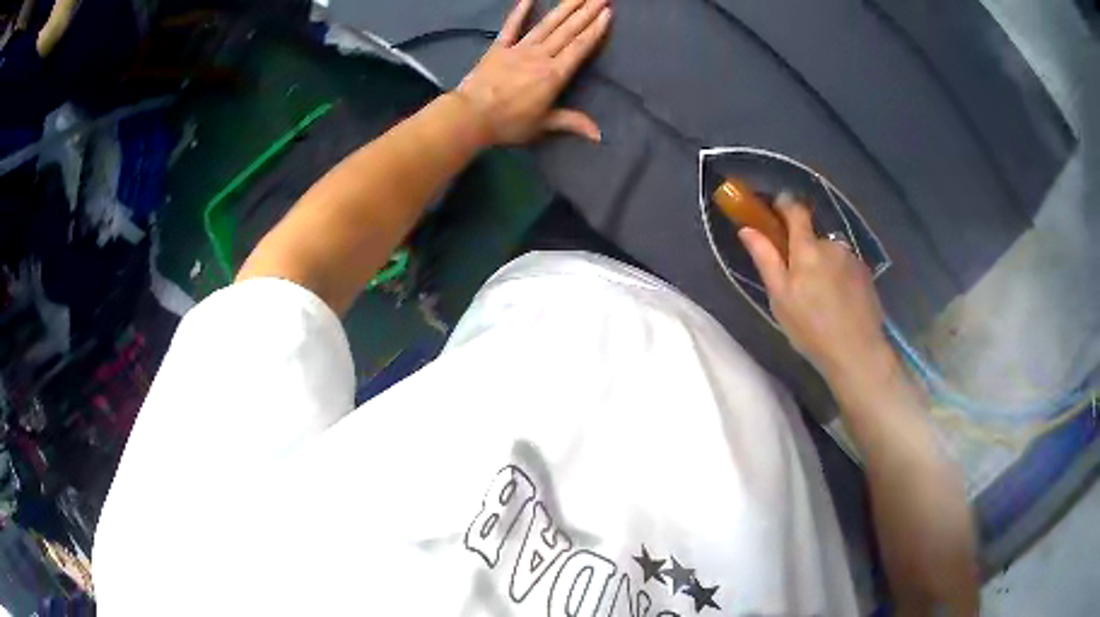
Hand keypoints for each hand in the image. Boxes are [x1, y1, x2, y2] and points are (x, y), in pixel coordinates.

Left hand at [455, 0, 611, 145]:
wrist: (470, 116)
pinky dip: (520, 11)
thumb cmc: (508, 124)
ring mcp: (519, 49)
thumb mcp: (542, 126)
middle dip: (587, 12)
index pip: (580, 47)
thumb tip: (599, 135)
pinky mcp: (498, 47)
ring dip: (565, 8)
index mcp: (554, 75)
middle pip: (568, 31)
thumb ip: (571, 123)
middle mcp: (540, 56)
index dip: (596, 29)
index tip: (607, 13)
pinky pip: (511, 26)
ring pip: (547, 24)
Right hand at [738, 194, 890, 379]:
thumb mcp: (780, 298)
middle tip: (799, 284)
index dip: (784, 205)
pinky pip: (846, 267)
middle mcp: (832, 245)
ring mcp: (852, 259)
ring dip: (823, 266)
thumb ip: (766, 259)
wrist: (857, 352)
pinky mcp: (866, 274)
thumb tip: (747, 230)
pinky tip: (839, 303)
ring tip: (822, 299)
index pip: (795, 212)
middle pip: (813, 238)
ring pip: (831, 254)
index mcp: (808, 249)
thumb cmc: (811, 328)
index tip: (775, 208)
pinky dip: (839, 278)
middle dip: (804, 252)